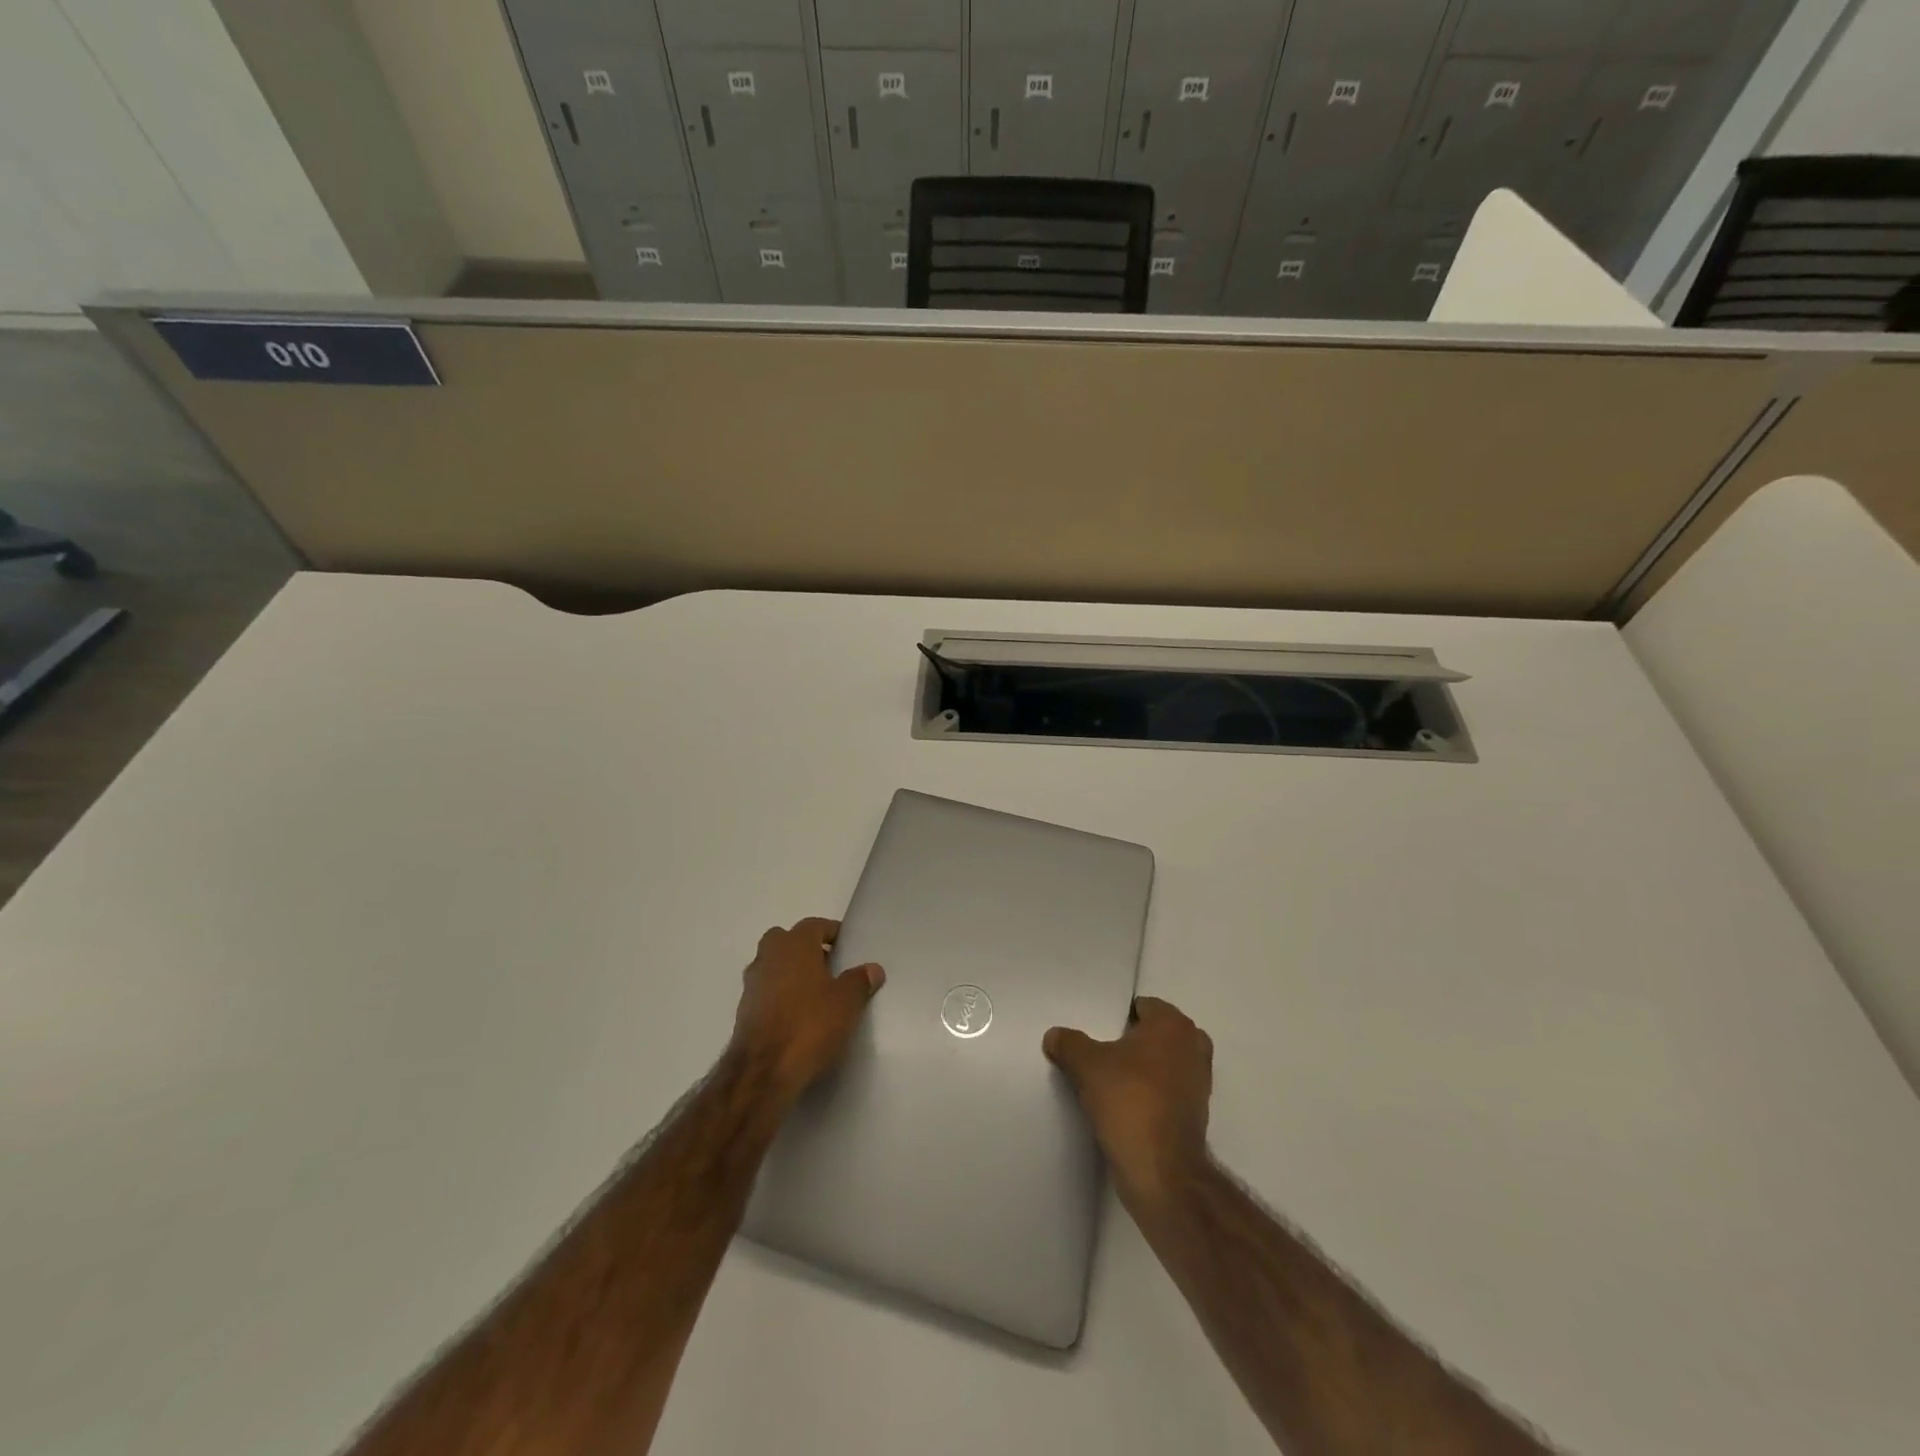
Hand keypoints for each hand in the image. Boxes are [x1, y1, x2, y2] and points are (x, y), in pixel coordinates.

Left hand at [730, 917, 883, 1107]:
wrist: (763, 1070)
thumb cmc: (810, 1024)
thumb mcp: (847, 1002)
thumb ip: (860, 981)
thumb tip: (872, 969)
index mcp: (794, 945)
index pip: (814, 925)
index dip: (832, 933)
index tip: (847, 947)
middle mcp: (768, 956)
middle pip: (786, 940)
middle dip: (805, 949)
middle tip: (829, 967)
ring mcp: (752, 984)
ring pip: (773, 966)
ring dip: (790, 973)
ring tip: (815, 994)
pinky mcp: (744, 1011)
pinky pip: (766, 991)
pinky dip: (779, 996)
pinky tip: (797, 1016)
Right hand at [1044, 996, 1212, 1214]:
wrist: (1162, 1170)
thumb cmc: (1128, 1100)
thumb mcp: (1086, 1065)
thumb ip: (1068, 1044)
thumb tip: (1054, 1035)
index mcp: (1173, 1025)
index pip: (1144, 1006)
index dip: (1118, 1017)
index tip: (1097, 1032)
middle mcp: (1193, 1046)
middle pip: (1156, 1034)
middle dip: (1133, 1042)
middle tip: (1102, 1054)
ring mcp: (1200, 1082)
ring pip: (1164, 1063)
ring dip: (1143, 1070)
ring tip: (1111, 1081)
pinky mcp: (1196, 1114)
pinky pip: (1168, 1091)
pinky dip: (1151, 1094)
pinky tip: (1125, 1106)